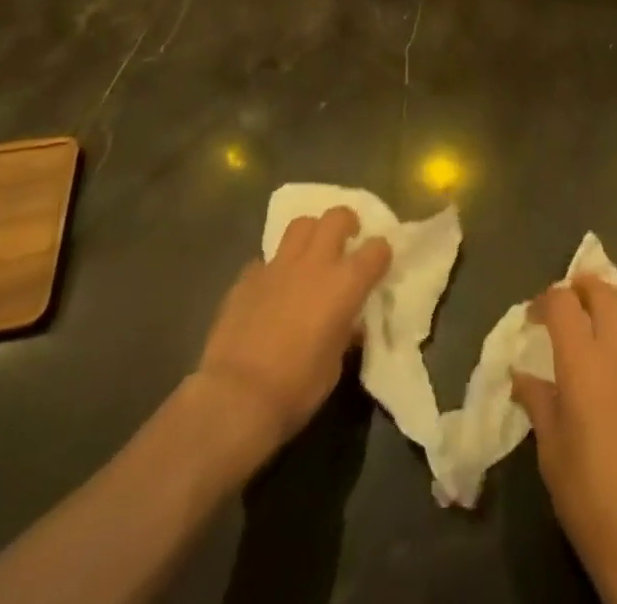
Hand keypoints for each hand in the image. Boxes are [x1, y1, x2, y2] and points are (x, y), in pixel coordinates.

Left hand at [194, 207, 390, 469]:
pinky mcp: (247, 277)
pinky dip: (275, 269)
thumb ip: (345, 332)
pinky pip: (266, 260)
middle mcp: (315, 263)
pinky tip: (272, 288)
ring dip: (311, 234)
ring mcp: (278, 266)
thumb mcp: (334, 365)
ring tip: (311, 253)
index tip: (380, 263)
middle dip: (347, 223)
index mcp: (345, 284)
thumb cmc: (295, 388)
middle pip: (337, 217)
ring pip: (301, 225)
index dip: (381, 253)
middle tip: (347, 240)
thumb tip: (348, 322)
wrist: (235, 398)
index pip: (376, 249)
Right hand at [513, 278, 616, 602]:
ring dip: (615, 300)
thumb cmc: (588, 493)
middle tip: (569, 301)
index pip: (563, 303)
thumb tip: (521, 376)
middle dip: (583, 287)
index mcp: (582, 361)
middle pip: (604, 292)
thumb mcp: (550, 448)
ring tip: (601, 312)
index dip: (545, 300)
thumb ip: (538, 401)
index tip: (533, 317)